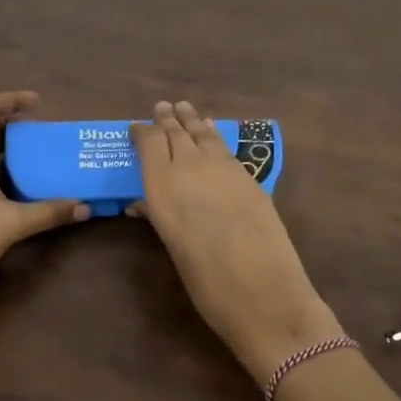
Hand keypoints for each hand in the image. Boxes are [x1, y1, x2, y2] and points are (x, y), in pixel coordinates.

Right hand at [130, 101, 342, 383]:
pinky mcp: (249, 176)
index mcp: (162, 187)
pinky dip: (213, 135)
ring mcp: (223, 168)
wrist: (265, 294)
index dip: (142, 132)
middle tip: (162, 107)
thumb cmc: (207, 283)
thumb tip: (142, 204)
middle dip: (167, 119)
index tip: (135, 128)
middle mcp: (190, 168)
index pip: (149, 143)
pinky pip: (224, 147)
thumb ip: (158, 217)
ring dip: (191, 120)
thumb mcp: (173, 248)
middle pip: (176, 133)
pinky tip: (211, 131)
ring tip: (184, 108)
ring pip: (202, 134)